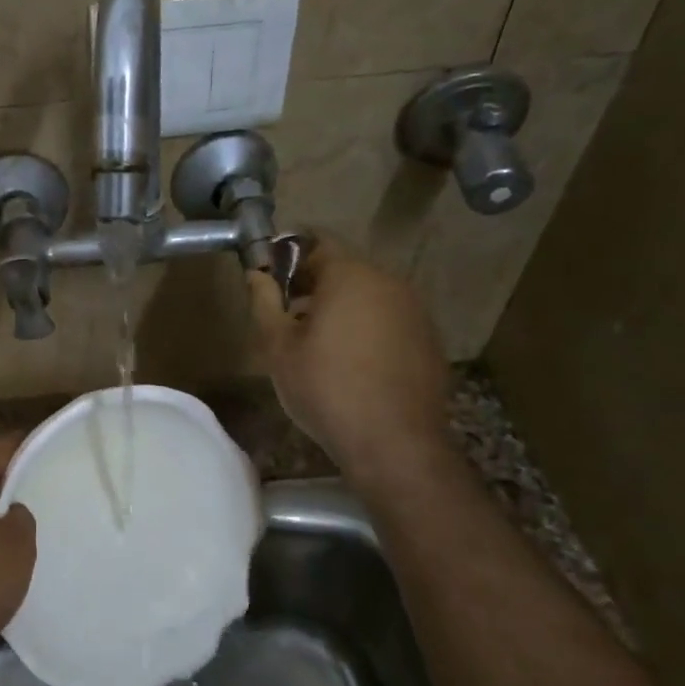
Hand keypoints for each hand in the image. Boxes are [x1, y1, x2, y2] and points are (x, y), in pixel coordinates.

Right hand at [247, 236, 449, 486]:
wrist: (394, 443)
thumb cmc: (326, 389)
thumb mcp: (279, 348)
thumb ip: (264, 302)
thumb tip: (256, 273)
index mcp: (350, 276)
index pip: (316, 242)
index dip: (287, 255)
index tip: (269, 278)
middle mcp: (388, 282)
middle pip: (344, 268)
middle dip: (312, 283)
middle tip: (286, 314)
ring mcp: (414, 310)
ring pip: (367, 294)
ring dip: (339, 307)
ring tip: (315, 342)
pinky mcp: (428, 339)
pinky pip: (388, 319)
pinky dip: (366, 327)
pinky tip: (350, 362)